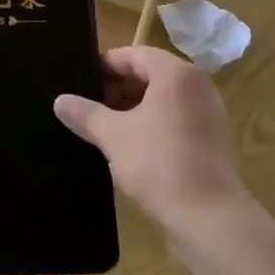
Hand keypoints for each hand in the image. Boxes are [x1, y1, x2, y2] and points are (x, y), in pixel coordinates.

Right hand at [55, 46, 248, 234]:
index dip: (105, 66)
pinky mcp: (214, 139)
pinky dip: (155, 123)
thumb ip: (85, 114)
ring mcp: (210, 112)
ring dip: (135, 107)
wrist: (210, 219)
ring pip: (164, 98)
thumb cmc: (159, 164)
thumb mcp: (113, 136)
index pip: (134, 55)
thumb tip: (59, 101)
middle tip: (90, 105)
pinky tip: (133, 145)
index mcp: (176, 74)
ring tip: (106, 126)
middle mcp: (198, 86)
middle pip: (151, 74)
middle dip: (119, 88)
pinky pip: (178, 118)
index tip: (82, 81)